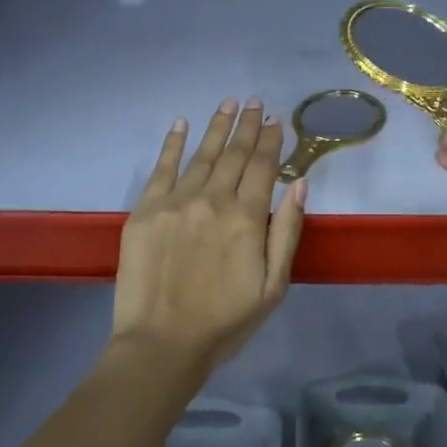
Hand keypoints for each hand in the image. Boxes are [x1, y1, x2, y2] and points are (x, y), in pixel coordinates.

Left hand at [112, 99, 305, 373]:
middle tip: (255, 101)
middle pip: (234, 154)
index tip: (276, 119)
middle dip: (247, 125)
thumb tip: (300, 183)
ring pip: (202, 155)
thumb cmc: (225, 321)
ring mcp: (175, 203)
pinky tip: (181, 124)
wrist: (161, 345)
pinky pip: (162, 169)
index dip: (271, 140)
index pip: (263, 166)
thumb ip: (287, 231)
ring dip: (217, 127)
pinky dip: (172, 144)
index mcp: (246, 218)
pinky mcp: (145, 212)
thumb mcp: (273, 285)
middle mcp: (212, 200)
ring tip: (228, 103)